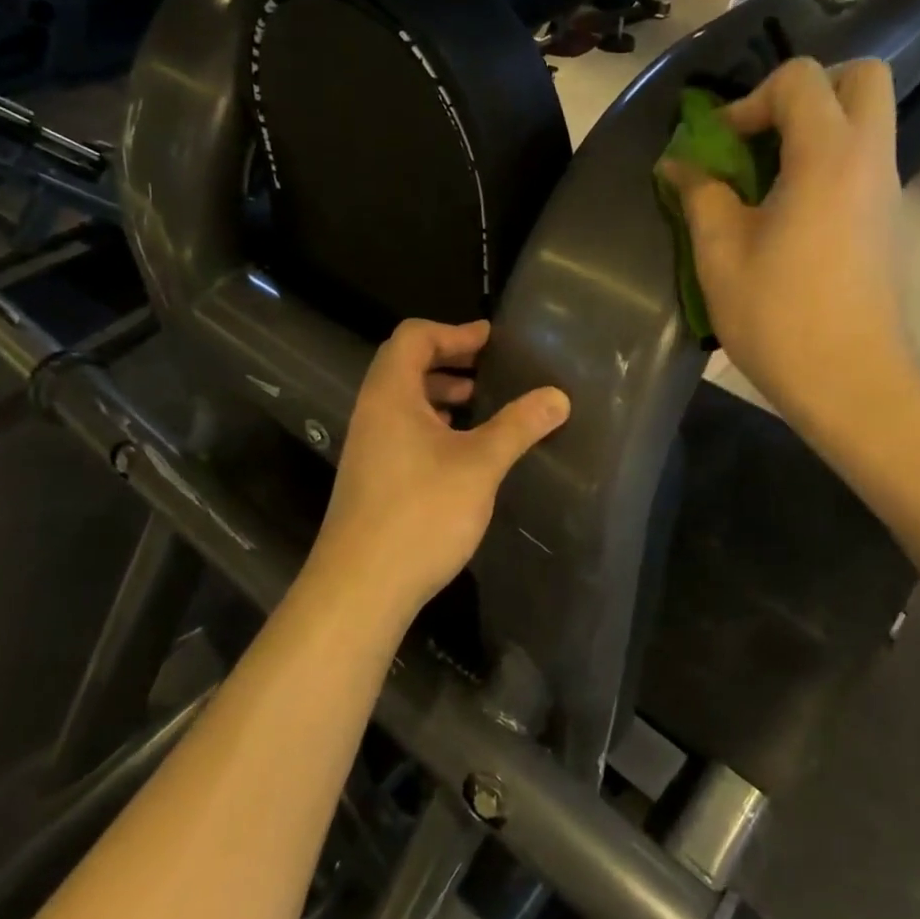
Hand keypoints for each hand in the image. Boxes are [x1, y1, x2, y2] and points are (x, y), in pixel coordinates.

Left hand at [305, 320, 569, 622]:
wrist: (361, 587)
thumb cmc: (420, 513)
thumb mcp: (479, 465)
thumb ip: (518, 426)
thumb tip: (558, 396)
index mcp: (390, 395)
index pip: (413, 337)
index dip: (453, 331)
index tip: (490, 340)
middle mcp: (372, 413)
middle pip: (404, 365)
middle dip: (448, 359)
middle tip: (489, 367)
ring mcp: (368, 447)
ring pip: (403, 401)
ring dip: (440, 393)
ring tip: (479, 403)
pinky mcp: (372, 478)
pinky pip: (402, 431)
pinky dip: (432, 424)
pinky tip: (461, 450)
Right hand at [660, 58, 914, 422]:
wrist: (852, 383)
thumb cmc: (779, 318)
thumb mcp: (720, 255)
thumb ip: (700, 195)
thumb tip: (679, 164)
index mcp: (828, 157)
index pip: (801, 79)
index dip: (750, 100)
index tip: (722, 147)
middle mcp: (870, 160)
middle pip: (861, 78)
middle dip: (806, 93)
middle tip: (763, 137)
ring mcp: (888, 192)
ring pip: (865, 123)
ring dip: (815, 132)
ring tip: (766, 183)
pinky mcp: (890, 223)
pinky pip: (863, 165)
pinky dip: (827, 167)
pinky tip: (789, 220)